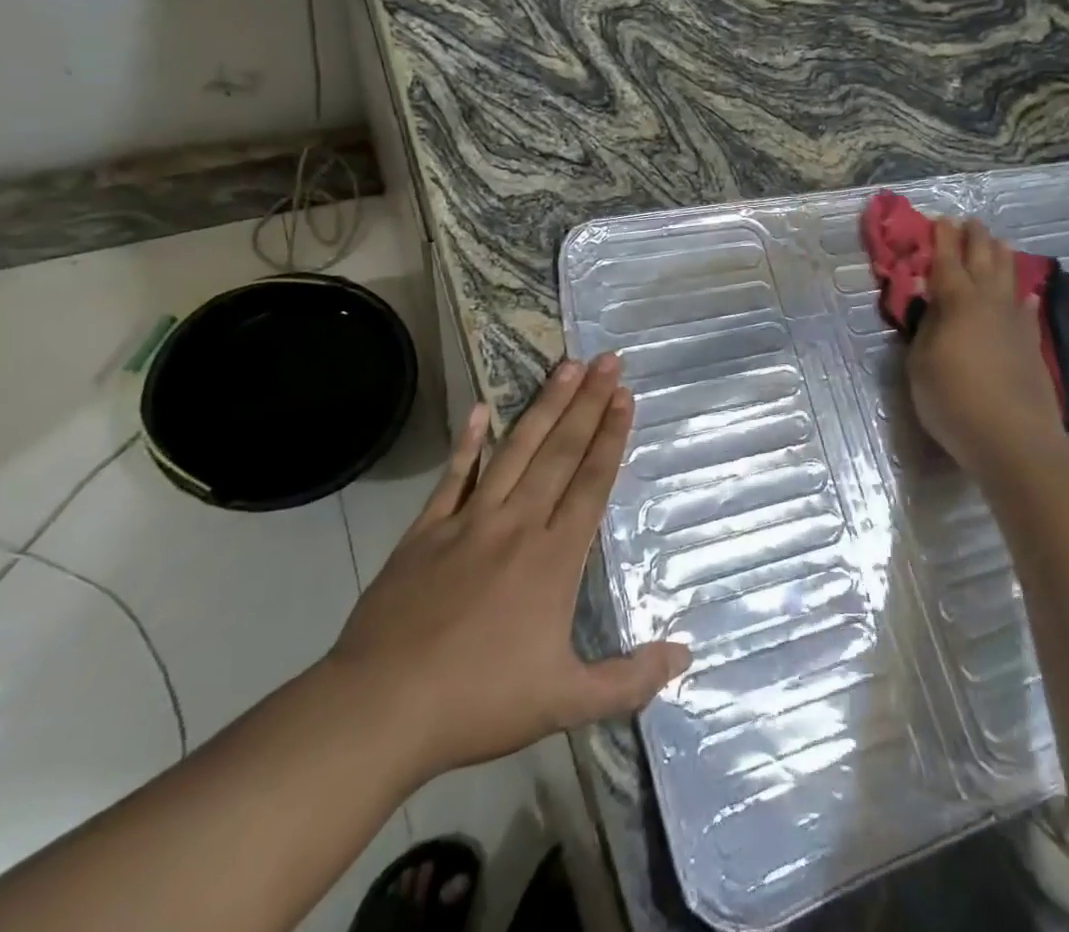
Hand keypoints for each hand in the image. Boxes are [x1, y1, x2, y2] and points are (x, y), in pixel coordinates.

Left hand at [325, 354, 688, 785]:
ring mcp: (470, 521)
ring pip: (516, 451)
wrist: (382, 709)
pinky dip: (469, 442)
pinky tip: (481, 409)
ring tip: (566, 367)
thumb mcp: (565, 702)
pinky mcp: (427, 530)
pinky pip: (454, 475)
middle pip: (560, 452)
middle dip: (588, 403)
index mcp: (554, 557)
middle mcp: (518, 524)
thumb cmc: (479, 702)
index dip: (611, 436)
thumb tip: (686, 655)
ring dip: (544, 407)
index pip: (591, 482)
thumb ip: (628, 680)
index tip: (625, 395)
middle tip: (607, 360)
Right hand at [907, 218, 1068, 479]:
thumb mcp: (920, 364)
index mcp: (956, 302)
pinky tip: (1027, 295)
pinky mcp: (1031, 346)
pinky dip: (1024, 298)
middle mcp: (989, 303)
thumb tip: (932, 306)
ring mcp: (1015, 323)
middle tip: (969, 222)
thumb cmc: (953, 399)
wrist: (1013, 438)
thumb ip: (925, 329)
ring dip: (1001, 258)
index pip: (946, 261)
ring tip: (998, 243)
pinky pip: (1027, 311)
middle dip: (974, 239)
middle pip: (983, 260)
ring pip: (1009, 278)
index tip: (939, 220)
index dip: (941, 240)